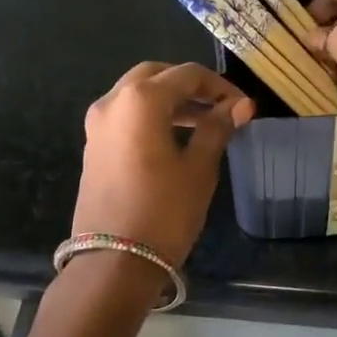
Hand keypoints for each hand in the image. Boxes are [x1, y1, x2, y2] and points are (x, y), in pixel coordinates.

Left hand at [71, 62, 254, 266]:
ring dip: (170, 101)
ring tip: (203, 124)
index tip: (243, 106)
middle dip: (190, 87)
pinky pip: (125, 116)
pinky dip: (151, 117)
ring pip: (137, 95)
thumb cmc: (164, 212)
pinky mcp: (93, 146)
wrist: (114, 261)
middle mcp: (112, 101)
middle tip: (219, 107)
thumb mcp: (198, 168)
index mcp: (141, 100)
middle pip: (156, 75)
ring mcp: (97, 124)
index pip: (187, 75)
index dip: (220, 86)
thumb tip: (240, 105)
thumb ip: (217, 129)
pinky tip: (174, 139)